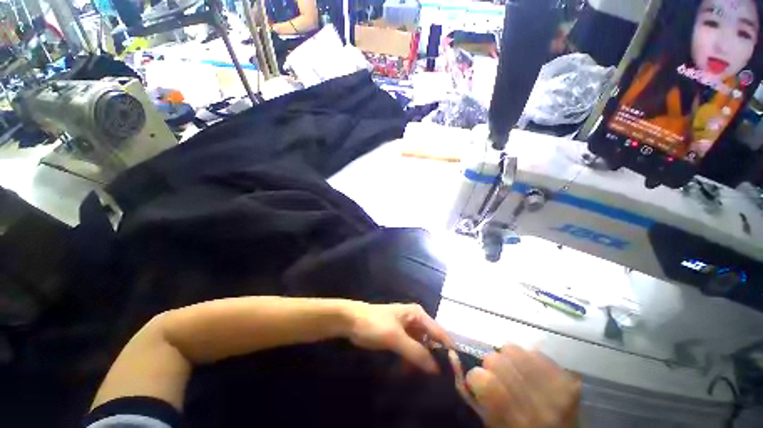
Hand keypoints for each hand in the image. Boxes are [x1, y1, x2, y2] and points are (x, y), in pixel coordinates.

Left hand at [345, 303, 453, 373]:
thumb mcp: (396, 337)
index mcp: (418, 315)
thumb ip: (416, 352)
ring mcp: (408, 329)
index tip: (455, 371)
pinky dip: (413, 360)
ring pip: (423, 347)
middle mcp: (417, 320)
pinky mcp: (401, 337)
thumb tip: (436, 369)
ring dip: (424, 361)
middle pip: (432, 340)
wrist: (353, 321)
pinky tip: (411, 371)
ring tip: (426, 378)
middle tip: (440, 379)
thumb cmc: (375, 324)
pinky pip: (412, 349)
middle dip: (436, 357)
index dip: (448, 351)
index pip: (439, 333)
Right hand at [449, 344, 580, 427]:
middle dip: (491, 367)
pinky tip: (532, 374)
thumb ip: (469, 393)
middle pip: (495, 359)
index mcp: (513, 421)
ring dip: (510, 360)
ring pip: (514, 349)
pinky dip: (529, 360)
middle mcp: (536, 405)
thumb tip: (453, 356)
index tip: (481, 386)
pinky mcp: (569, 380)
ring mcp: (557, 390)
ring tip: (516, 375)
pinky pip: (535, 353)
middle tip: (499, 380)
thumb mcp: (488, 423)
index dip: (476, 379)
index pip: (481, 378)